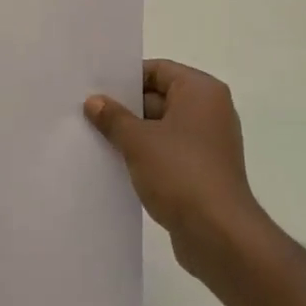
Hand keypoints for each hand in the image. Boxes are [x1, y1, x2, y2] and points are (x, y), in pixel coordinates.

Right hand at [85, 59, 273, 282]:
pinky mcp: (202, 171)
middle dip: (125, 107)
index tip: (95, 88)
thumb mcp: (138, 141)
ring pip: (161, 127)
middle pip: (159, 97)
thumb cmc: (180, 173)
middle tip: (87, 112)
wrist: (219, 234)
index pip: (158, 70)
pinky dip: (146, 155)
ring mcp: (207, 143)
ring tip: (95, 138)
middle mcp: (210, 111)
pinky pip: (168, 152)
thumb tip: (94, 101)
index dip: (125, 77)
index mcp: (201, 91)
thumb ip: (113, 117)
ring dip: (133, 134)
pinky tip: (116, 163)